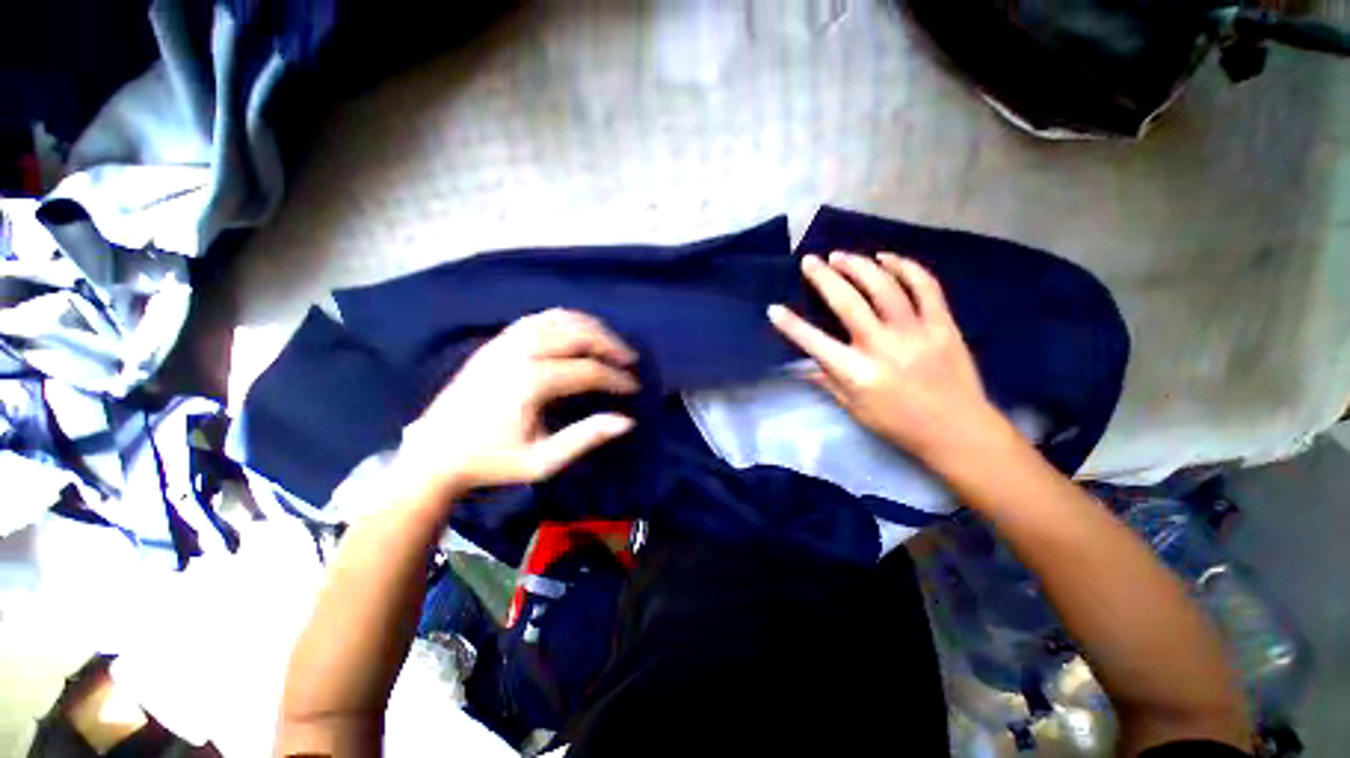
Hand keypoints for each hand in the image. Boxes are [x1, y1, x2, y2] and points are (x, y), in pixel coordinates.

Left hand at [397, 309, 638, 493]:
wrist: (434, 453)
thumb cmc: (491, 462)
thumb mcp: (542, 462)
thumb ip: (585, 438)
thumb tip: (626, 421)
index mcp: (530, 383)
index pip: (587, 370)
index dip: (616, 378)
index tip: (634, 387)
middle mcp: (518, 353)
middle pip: (577, 334)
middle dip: (610, 344)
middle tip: (629, 359)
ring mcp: (504, 342)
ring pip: (560, 318)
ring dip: (591, 328)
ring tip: (610, 344)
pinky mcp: (497, 340)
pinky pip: (539, 318)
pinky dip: (565, 320)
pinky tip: (578, 333)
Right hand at [768, 252, 1009, 466]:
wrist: (957, 431)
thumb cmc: (899, 425)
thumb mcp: (854, 409)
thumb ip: (828, 381)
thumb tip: (805, 364)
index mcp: (857, 373)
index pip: (814, 343)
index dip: (790, 325)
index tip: (773, 308)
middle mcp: (883, 347)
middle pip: (848, 302)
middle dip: (823, 278)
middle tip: (809, 261)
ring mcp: (916, 332)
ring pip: (884, 286)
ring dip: (859, 265)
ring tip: (840, 255)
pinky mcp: (942, 324)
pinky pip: (925, 286)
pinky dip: (905, 267)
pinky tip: (886, 258)